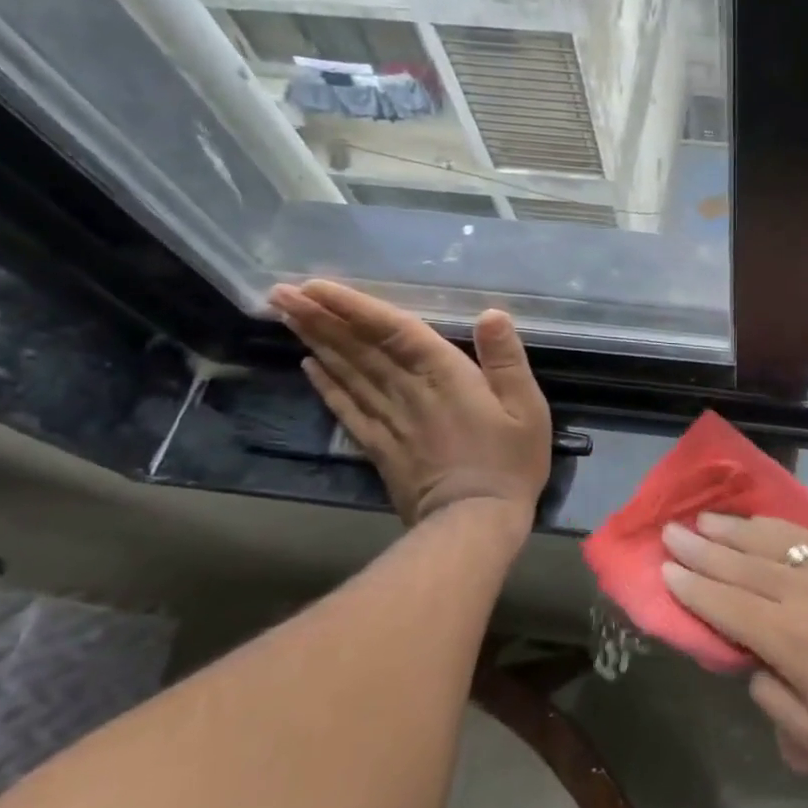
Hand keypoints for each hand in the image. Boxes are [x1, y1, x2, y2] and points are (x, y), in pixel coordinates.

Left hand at [267, 280, 551, 527]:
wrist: (474, 522)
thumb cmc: (509, 462)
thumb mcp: (527, 409)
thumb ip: (507, 360)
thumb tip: (491, 314)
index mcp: (444, 375)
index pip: (393, 331)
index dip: (355, 307)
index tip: (316, 285)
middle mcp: (407, 391)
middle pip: (358, 348)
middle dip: (320, 318)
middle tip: (280, 292)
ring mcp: (388, 420)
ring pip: (346, 373)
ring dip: (316, 342)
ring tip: (287, 316)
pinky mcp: (379, 447)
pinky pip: (347, 409)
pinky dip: (326, 386)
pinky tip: (308, 366)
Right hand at [661, 514, 807, 778]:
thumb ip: (772, 698)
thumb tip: (751, 663)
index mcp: (791, 642)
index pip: (728, 607)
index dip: (694, 589)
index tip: (665, 571)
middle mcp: (803, 597)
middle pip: (741, 567)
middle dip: (702, 550)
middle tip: (669, 533)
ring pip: (770, 544)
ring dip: (732, 530)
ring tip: (703, 520)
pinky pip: (804, 537)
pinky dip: (774, 525)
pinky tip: (756, 520)